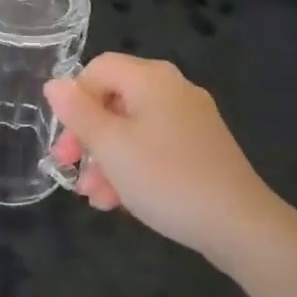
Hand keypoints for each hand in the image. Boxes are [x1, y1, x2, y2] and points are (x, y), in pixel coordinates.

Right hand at [45, 53, 292, 268]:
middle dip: (87, 138)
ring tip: (93, 198)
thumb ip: (78, 113)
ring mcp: (190, 120)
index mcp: (151, 78)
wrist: (242, 226)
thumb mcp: (111, 147)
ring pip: (132, 129)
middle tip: (68, 169)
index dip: (73, 101)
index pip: (97, 70)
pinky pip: (154, 146)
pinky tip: (119, 202)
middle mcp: (172, 90)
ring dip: (106, 160)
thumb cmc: (166, 177)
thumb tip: (54, 84)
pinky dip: (132, 167)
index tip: (64, 141)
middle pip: (113, 101)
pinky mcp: (201, 148)